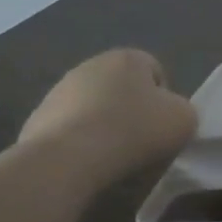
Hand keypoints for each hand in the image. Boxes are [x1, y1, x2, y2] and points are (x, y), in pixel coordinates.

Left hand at [19, 48, 196, 170]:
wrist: (68, 158)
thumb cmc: (134, 130)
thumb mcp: (184, 120)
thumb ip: (183, 111)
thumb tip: (170, 115)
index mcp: (127, 58)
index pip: (155, 71)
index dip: (164, 100)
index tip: (163, 126)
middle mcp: (90, 65)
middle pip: (122, 88)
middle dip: (131, 110)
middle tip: (141, 141)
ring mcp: (59, 91)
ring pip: (93, 108)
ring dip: (103, 126)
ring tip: (111, 157)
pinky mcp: (37, 119)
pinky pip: (69, 130)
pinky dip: (79, 143)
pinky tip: (85, 163)